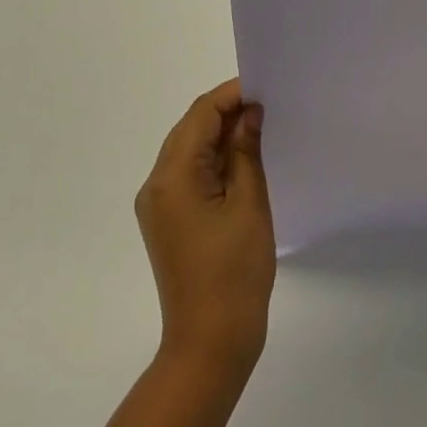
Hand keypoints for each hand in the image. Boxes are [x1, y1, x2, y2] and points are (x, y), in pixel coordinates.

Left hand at [134, 79, 275, 382]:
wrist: (210, 340)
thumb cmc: (235, 271)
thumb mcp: (249, 205)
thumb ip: (247, 153)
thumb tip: (249, 115)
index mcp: (172, 177)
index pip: (200, 115)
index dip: (232, 94)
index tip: (267, 86)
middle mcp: (155, 185)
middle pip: (190, 130)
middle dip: (227, 112)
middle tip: (270, 106)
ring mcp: (158, 205)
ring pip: (189, 152)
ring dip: (222, 137)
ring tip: (263, 129)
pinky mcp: (168, 222)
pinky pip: (190, 176)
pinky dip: (215, 162)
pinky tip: (244, 162)